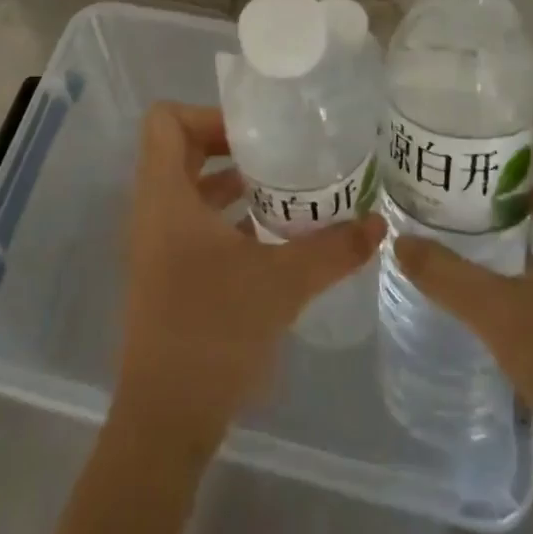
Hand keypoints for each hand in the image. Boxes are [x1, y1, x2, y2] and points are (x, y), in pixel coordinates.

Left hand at [116, 102, 385, 448]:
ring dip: (233, 183)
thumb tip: (379, 223)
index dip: (207, 114)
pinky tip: (273, 236)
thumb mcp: (282, 283)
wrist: (167, 419)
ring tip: (286, 188)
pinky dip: (228, 217)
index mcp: (164, 196)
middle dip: (230, 145)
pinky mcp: (168, 274)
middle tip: (279, 153)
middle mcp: (153, 211)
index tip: (256, 133)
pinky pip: (194, 223)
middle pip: (180, 149)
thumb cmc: (213, 331)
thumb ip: (332, 249)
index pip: (165, 120)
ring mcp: (157, 245)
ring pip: (189, 189)